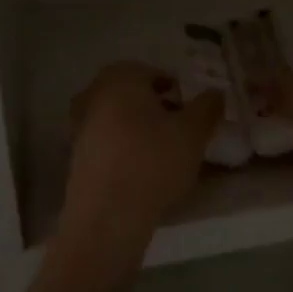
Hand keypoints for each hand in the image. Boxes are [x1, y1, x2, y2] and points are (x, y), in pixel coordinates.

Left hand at [57, 62, 223, 257]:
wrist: (107, 217)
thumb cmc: (152, 162)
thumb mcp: (193, 132)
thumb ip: (207, 107)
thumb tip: (215, 93)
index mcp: (120, 78)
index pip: (155, 74)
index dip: (178, 91)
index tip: (192, 113)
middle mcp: (94, 94)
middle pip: (134, 95)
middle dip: (158, 108)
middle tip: (180, 131)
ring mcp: (80, 125)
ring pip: (119, 118)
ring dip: (141, 129)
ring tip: (165, 153)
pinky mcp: (76, 156)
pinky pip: (108, 142)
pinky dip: (126, 149)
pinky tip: (143, 170)